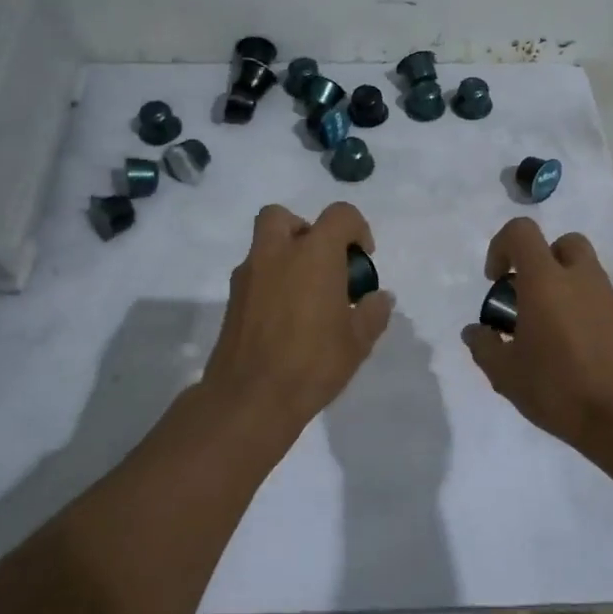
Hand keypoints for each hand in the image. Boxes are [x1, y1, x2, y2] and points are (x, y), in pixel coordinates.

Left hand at [200, 202, 393, 439]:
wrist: (250, 398)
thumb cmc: (312, 363)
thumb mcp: (358, 342)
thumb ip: (373, 312)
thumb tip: (379, 297)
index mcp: (314, 254)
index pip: (339, 215)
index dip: (357, 229)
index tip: (362, 259)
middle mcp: (276, 253)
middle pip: (283, 216)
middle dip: (305, 230)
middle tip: (322, 263)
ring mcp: (248, 275)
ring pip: (264, 244)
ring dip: (285, 256)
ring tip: (305, 295)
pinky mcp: (232, 299)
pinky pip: (254, 274)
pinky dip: (271, 281)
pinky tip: (285, 317)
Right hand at [462, 218, 612, 452]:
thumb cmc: (558, 388)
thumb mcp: (505, 373)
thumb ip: (484, 346)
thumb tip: (475, 331)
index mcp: (546, 280)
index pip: (522, 231)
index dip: (501, 246)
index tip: (495, 281)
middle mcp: (580, 278)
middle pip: (562, 243)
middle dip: (540, 260)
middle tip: (526, 297)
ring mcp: (609, 297)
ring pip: (584, 270)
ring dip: (562, 285)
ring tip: (547, 328)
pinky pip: (598, 298)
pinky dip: (582, 308)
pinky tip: (572, 348)